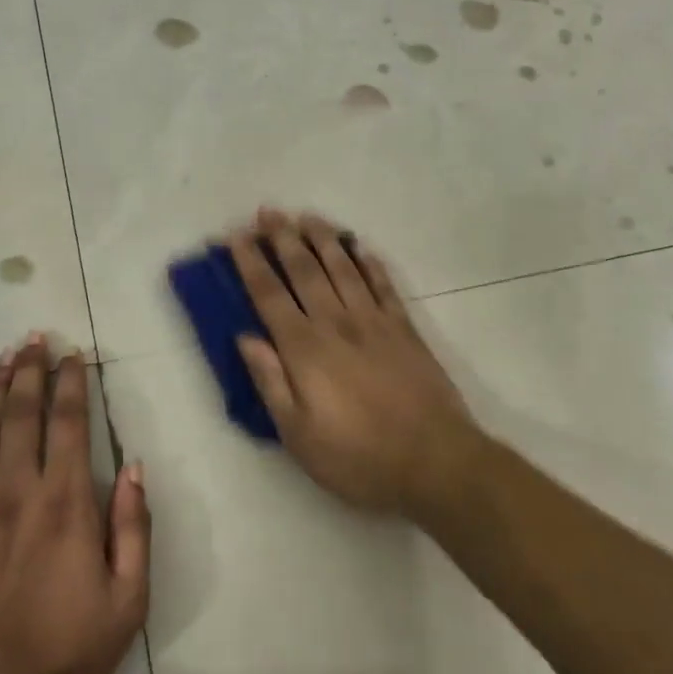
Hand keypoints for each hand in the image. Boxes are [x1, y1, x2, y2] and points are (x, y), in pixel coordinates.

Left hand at [0, 336, 150, 673]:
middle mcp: (15, 491)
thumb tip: (133, 468)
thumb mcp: (126, 603)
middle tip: (34, 338)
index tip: (73, 354)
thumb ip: (133, 529)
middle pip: (23, 414)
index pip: (69, 423)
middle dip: (31, 371)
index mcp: (64, 503)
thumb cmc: (61, 657)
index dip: (72, 383)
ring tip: (5, 357)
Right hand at [230, 209, 478, 517]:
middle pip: (304, 271)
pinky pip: (383, 285)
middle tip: (269, 211)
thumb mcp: (298, 435)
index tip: (237, 236)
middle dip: (283, 238)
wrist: (434, 461)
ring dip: (322, 239)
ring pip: (342, 268)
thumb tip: (245, 337)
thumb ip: (271, 382)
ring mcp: (374, 322)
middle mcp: (336, 323)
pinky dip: (369, 263)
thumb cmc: (358, 456)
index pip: (269, 295)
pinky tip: (360, 247)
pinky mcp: (404, 328)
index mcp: (305, 349)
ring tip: (307, 216)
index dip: (251, 263)